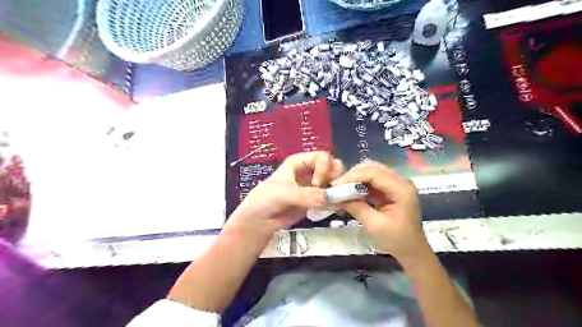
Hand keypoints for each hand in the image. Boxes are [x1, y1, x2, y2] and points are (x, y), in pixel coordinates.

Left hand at [224, 152, 341, 238]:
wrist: (260, 220)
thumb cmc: (267, 199)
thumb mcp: (284, 193)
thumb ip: (306, 195)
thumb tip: (328, 198)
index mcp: (299, 162)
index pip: (322, 157)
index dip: (324, 168)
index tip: (317, 184)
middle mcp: (309, 170)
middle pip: (332, 166)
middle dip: (334, 177)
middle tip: (329, 190)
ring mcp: (313, 185)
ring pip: (334, 181)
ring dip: (336, 189)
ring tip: (331, 201)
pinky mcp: (315, 199)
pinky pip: (331, 195)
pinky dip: (334, 200)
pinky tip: (331, 207)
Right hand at [332, 161, 431, 262]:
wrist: (412, 251)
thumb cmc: (397, 240)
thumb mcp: (374, 225)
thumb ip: (356, 207)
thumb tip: (336, 197)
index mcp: (401, 189)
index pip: (374, 173)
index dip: (353, 176)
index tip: (336, 185)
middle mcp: (400, 181)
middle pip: (373, 168)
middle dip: (353, 176)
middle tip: (338, 187)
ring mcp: (395, 184)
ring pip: (371, 173)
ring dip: (355, 180)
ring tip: (341, 190)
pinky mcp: (390, 190)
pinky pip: (372, 181)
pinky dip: (359, 185)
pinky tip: (350, 193)